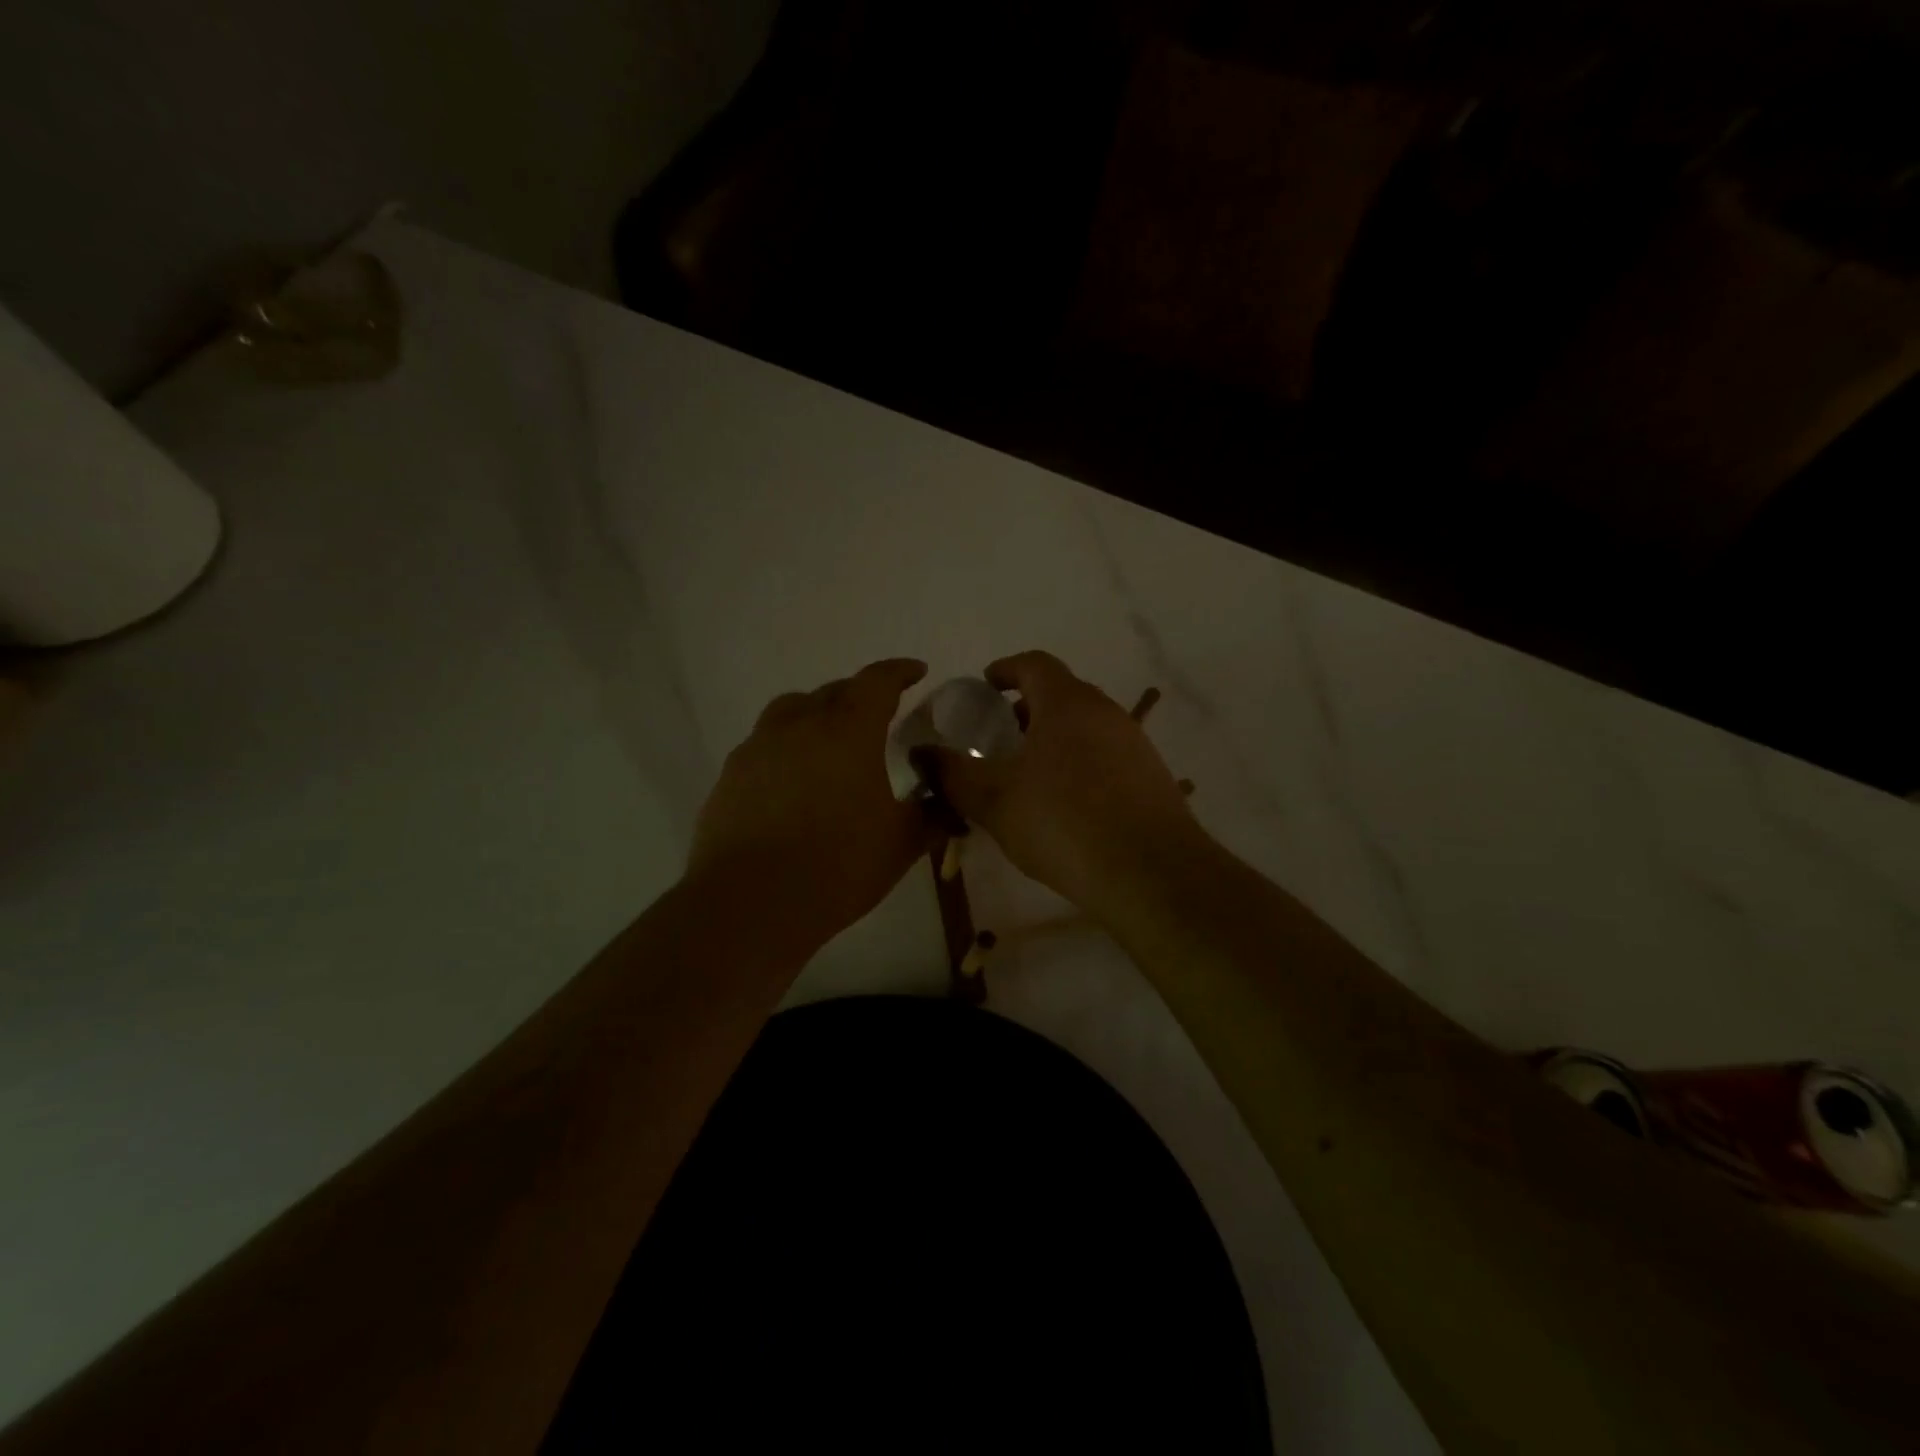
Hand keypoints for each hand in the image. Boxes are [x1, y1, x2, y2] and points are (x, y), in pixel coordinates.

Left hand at [688, 659, 931, 956]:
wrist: (751, 903)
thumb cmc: (838, 866)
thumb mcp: (901, 843)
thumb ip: (930, 815)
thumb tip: (948, 804)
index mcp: (848, 731)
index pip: (877, 682)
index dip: (899, 672)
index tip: (915, 672)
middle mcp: (800, 725)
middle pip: (832, 692)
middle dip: (859, 694)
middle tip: (878, 712)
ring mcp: (758, 748)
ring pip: (791, 711)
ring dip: (816, 713)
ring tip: (829, 738)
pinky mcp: (731, 776)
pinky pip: (764, 744)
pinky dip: (786, 746)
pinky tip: (792, 779)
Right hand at [915, 651, 1198, 913]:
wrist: (1151, 873)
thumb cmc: (1063, 823)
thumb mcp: (993, 799)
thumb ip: (952, 773)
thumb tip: (920, 754)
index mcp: (1066, 703)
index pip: (1034, 664)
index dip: (1005, 670)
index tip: (985, 687)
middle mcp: (1105, 712)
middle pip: (1061, 694)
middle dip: (1026, 710)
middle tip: (999, 739)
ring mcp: (1134, 744)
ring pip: (1085, 727)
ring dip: (1053, 740)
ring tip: (1026, 777)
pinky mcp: (1151, 777)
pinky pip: (1105, 756)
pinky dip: (1078, 764)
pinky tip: (1064, 806)